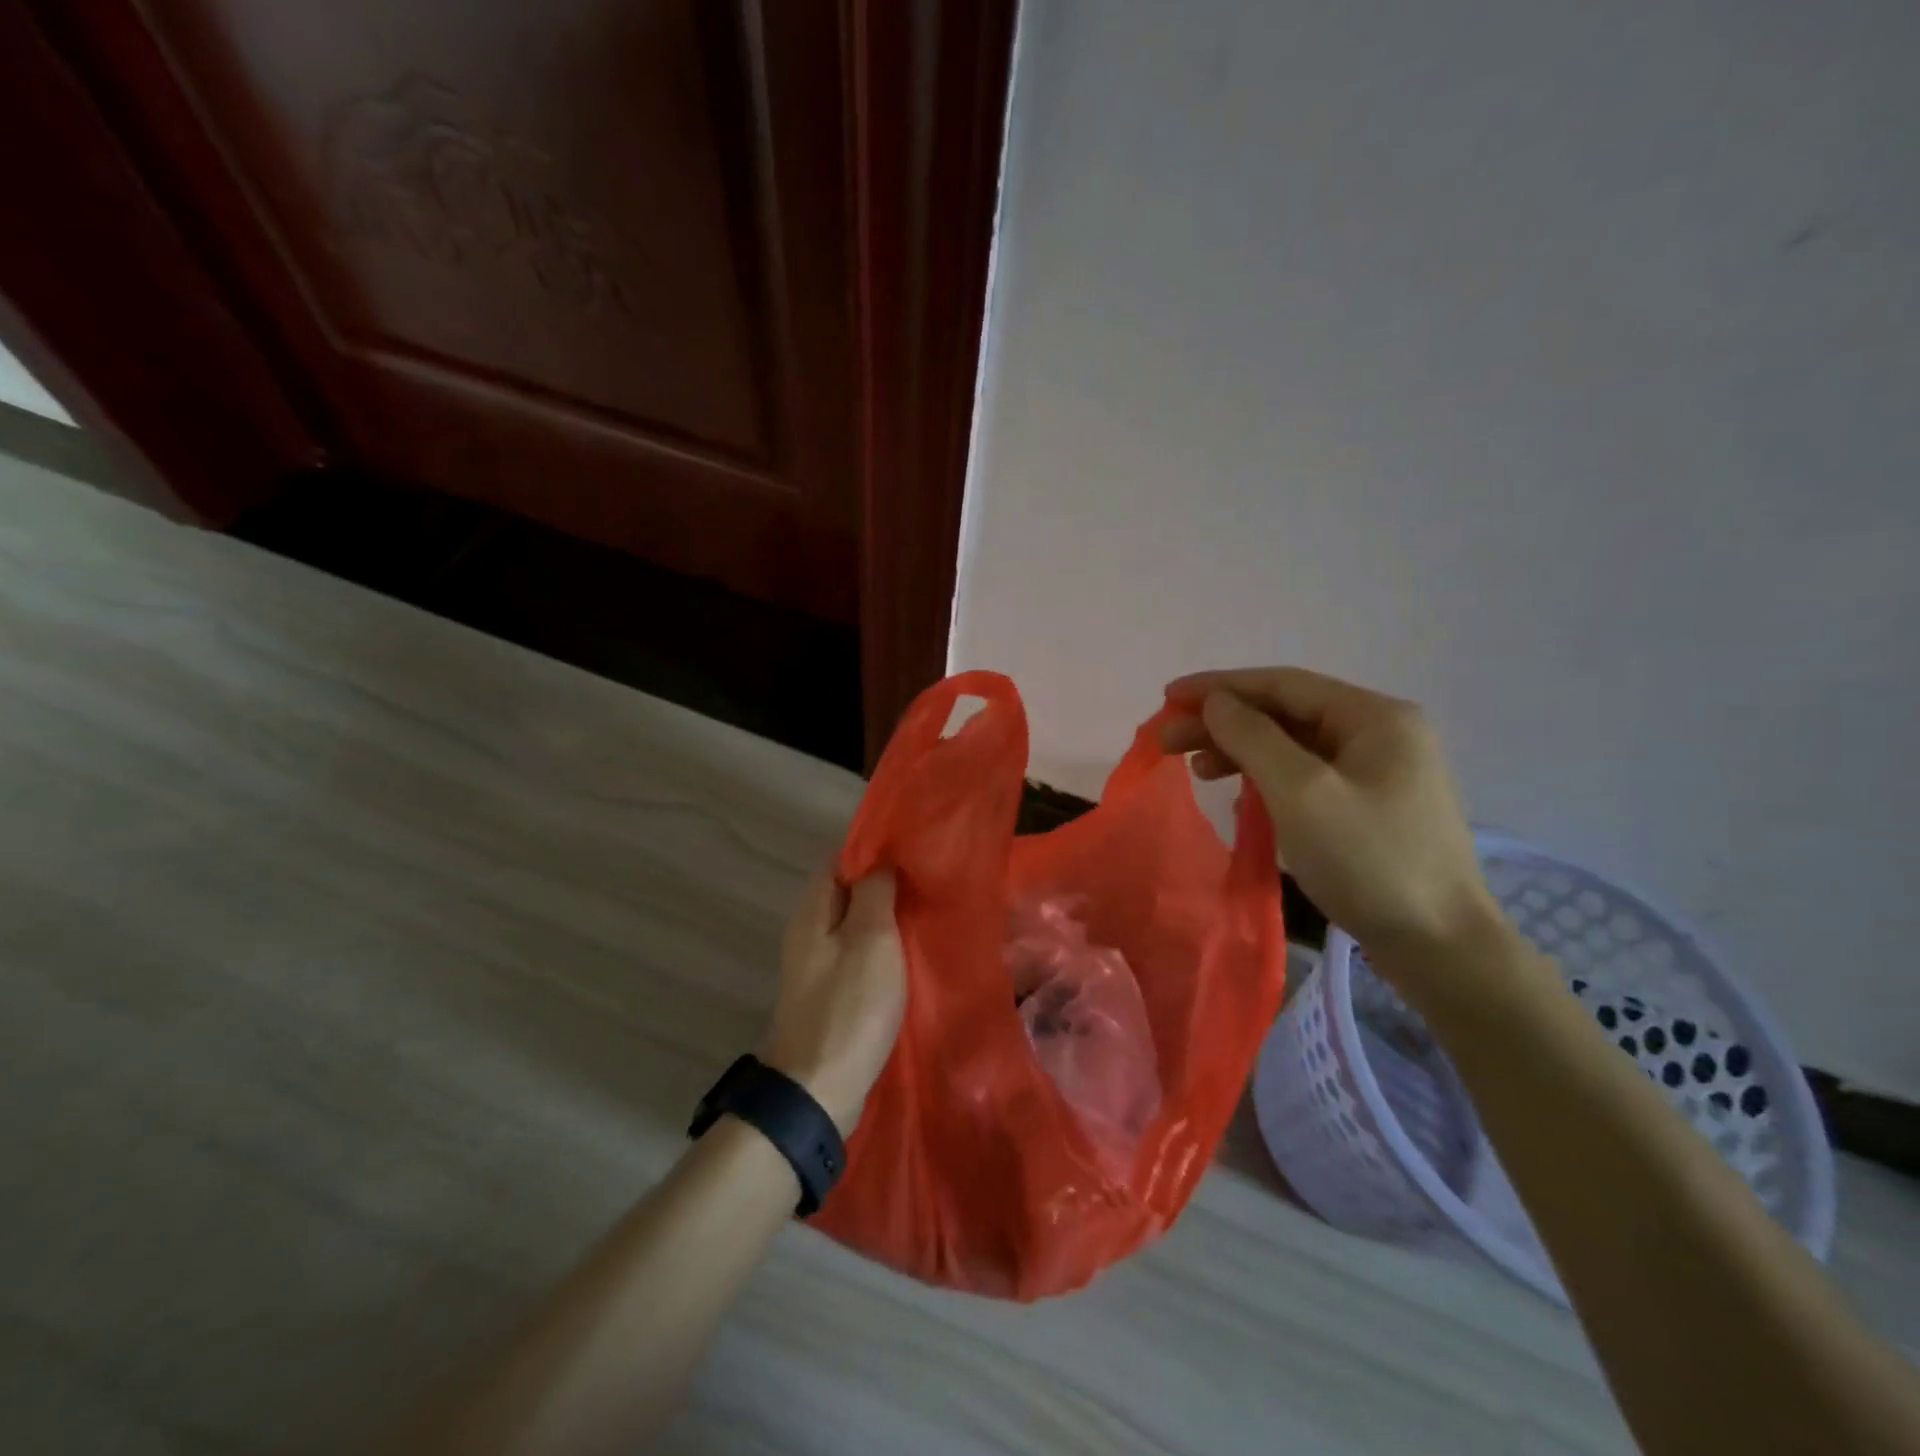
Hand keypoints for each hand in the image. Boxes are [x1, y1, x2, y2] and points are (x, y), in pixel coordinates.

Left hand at [759, 873, 905, 1134]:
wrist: (818, 1088)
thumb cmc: (849, 1006)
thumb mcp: (870, 939)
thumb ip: (874, 893)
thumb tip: (880, 864)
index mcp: (813, 911)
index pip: (840, 860)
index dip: (874, 850)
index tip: (913, 848)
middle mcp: (810, 931)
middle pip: (849, 892)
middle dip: (886, 884)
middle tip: (929, 880)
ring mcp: (819, 965)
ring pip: (856, 925)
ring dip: (887, 918)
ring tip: (928, 912)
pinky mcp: (832, 992)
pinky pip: (860, 955)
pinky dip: (884, 949)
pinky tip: (911, 952)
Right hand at [1161, 667, 1500, 966]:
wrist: (1441, 947)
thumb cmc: (1369, 860)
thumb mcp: (1301, 792)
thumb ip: (1253, 738)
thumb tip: (1216, 702)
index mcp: (1373, 716)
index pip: (1282, 684)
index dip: (1219, 687)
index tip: (1168, 697)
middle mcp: (1379, 733)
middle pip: (1285, 714)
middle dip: (1224, 724)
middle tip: (1168, 741)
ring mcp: (1377, 772)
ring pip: (1293, 746)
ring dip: (1241, 752)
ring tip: (1197, 769)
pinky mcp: (1369, 807)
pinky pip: (1306, 778)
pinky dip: (1266, 781)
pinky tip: (1239, 798)